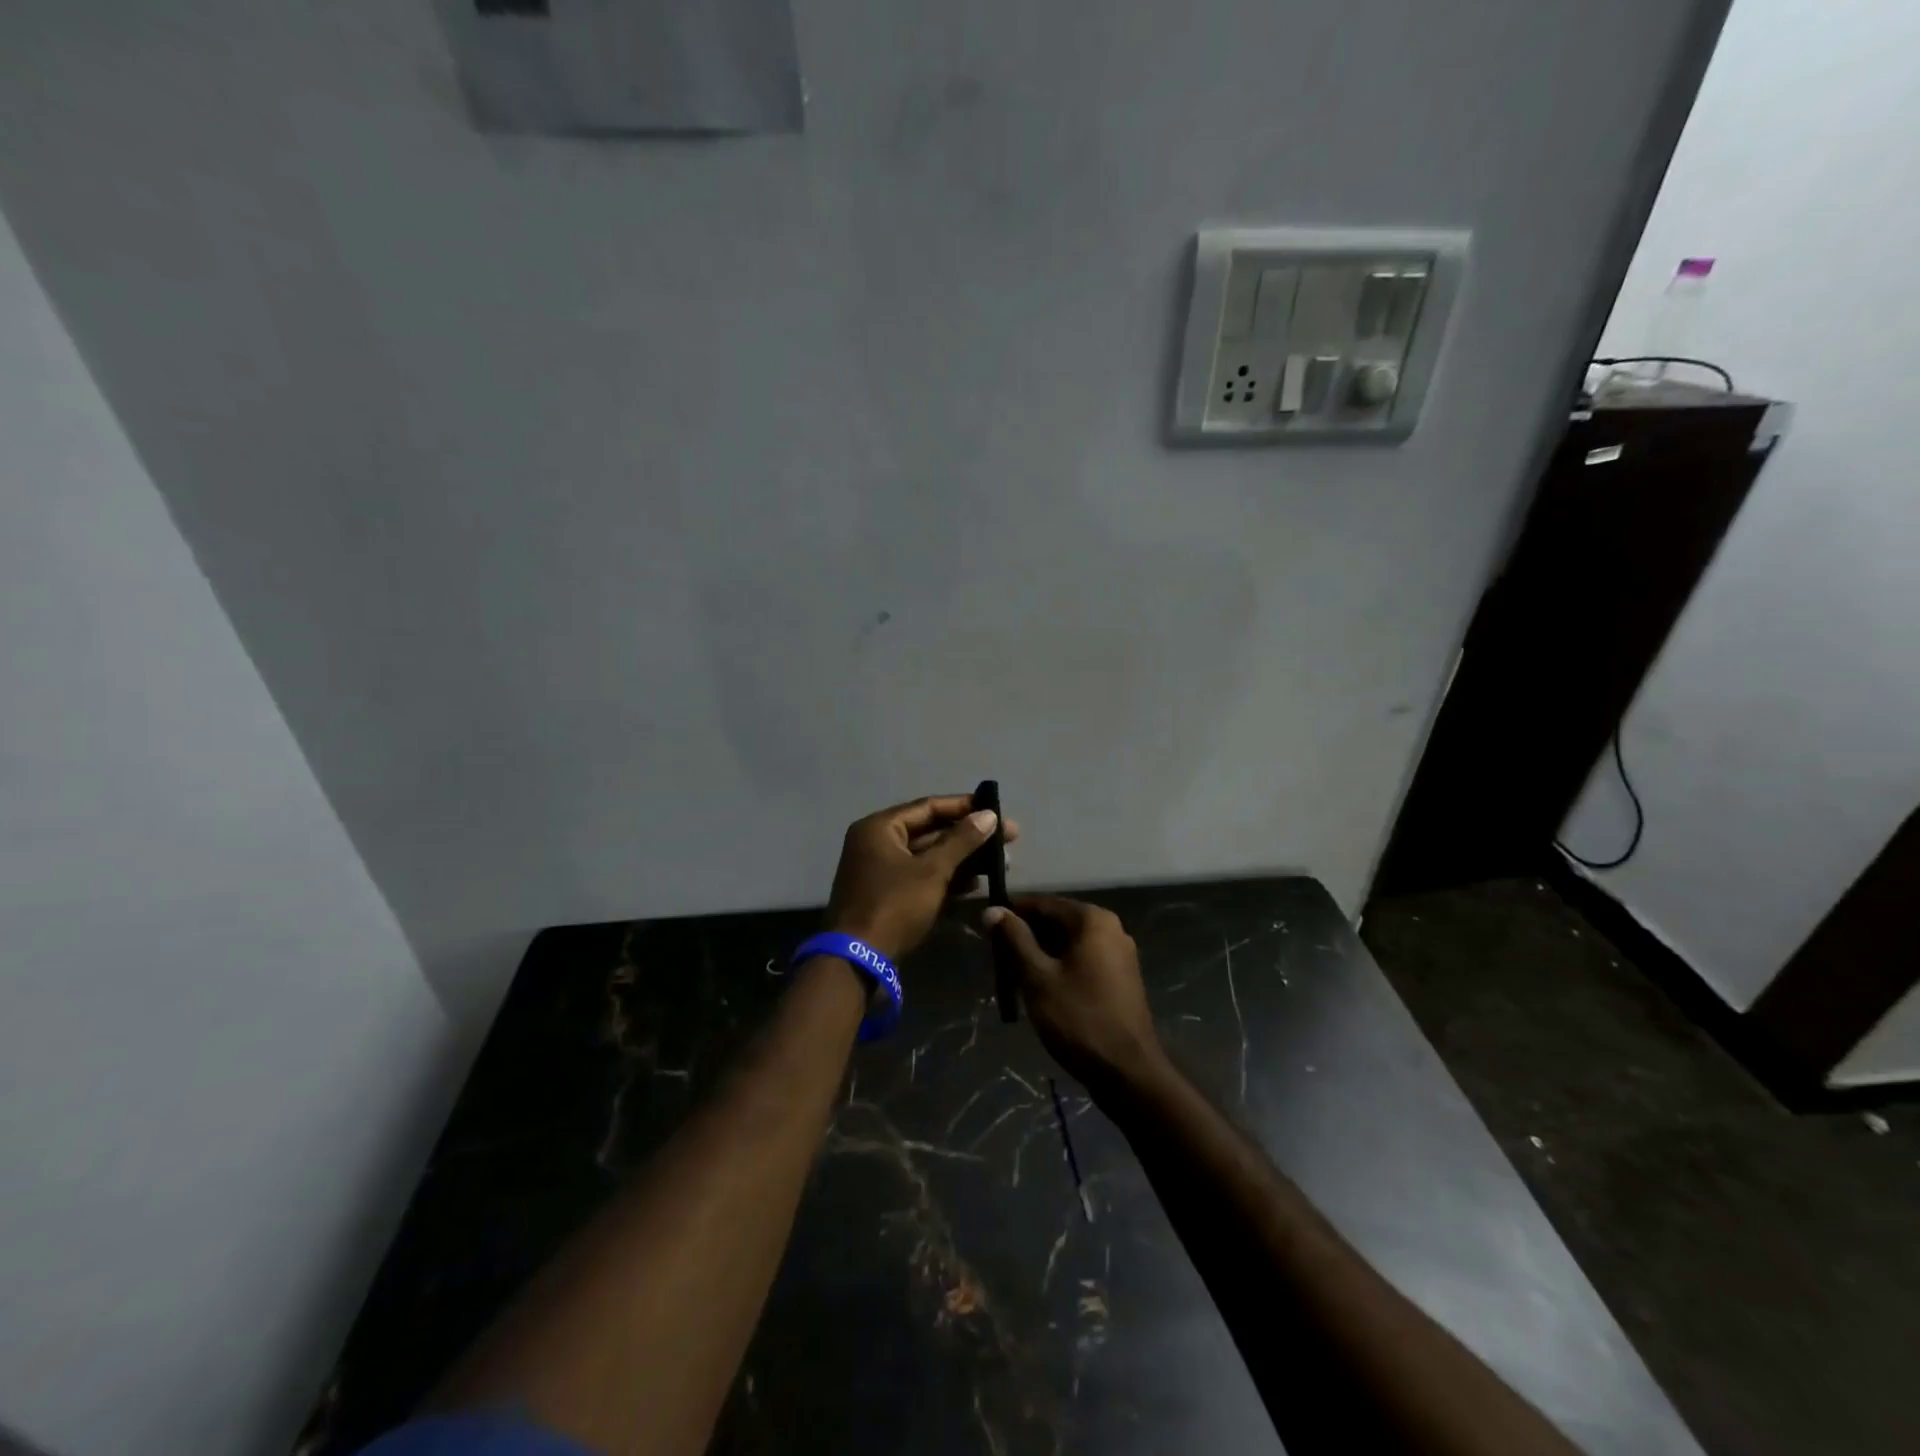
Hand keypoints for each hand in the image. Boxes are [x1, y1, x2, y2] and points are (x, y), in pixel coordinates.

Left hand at [826, 795, 1018, 961]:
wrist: (858, 961)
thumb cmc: (894, 906)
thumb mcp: (932, 871)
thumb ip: (962, 841)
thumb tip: (990, 815)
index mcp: (880, 828)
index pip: (928, 806)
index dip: (965, 806)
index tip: (997, 809)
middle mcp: (877, 843)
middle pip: (930, 831)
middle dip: (968, 836)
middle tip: (1008, 838)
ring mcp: (881, 870)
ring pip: (928, 856)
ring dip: (962, 859)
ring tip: (1000, 863)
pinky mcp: (888, 895)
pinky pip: (922, 877)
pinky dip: (947, 877)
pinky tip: (976, 883)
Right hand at [985, 896, 1164, 1094]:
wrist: (1126, 1072)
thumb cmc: (1078, 1018)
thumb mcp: (1038, 977)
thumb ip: (1015, 939)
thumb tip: (993, 910)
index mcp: (1093, 920)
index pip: (1044, 904)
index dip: (1013, 913)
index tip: (987, 928)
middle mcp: (1111, 928)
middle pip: (1058, 921)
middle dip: (1027, 936)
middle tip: (998, 956)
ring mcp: (1120, 954)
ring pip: (1069, 943)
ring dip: (1041, 954)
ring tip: (1013, 974)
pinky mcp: (1121, 978)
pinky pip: (1083, 960)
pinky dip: (1060, 967)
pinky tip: (1041, 988)